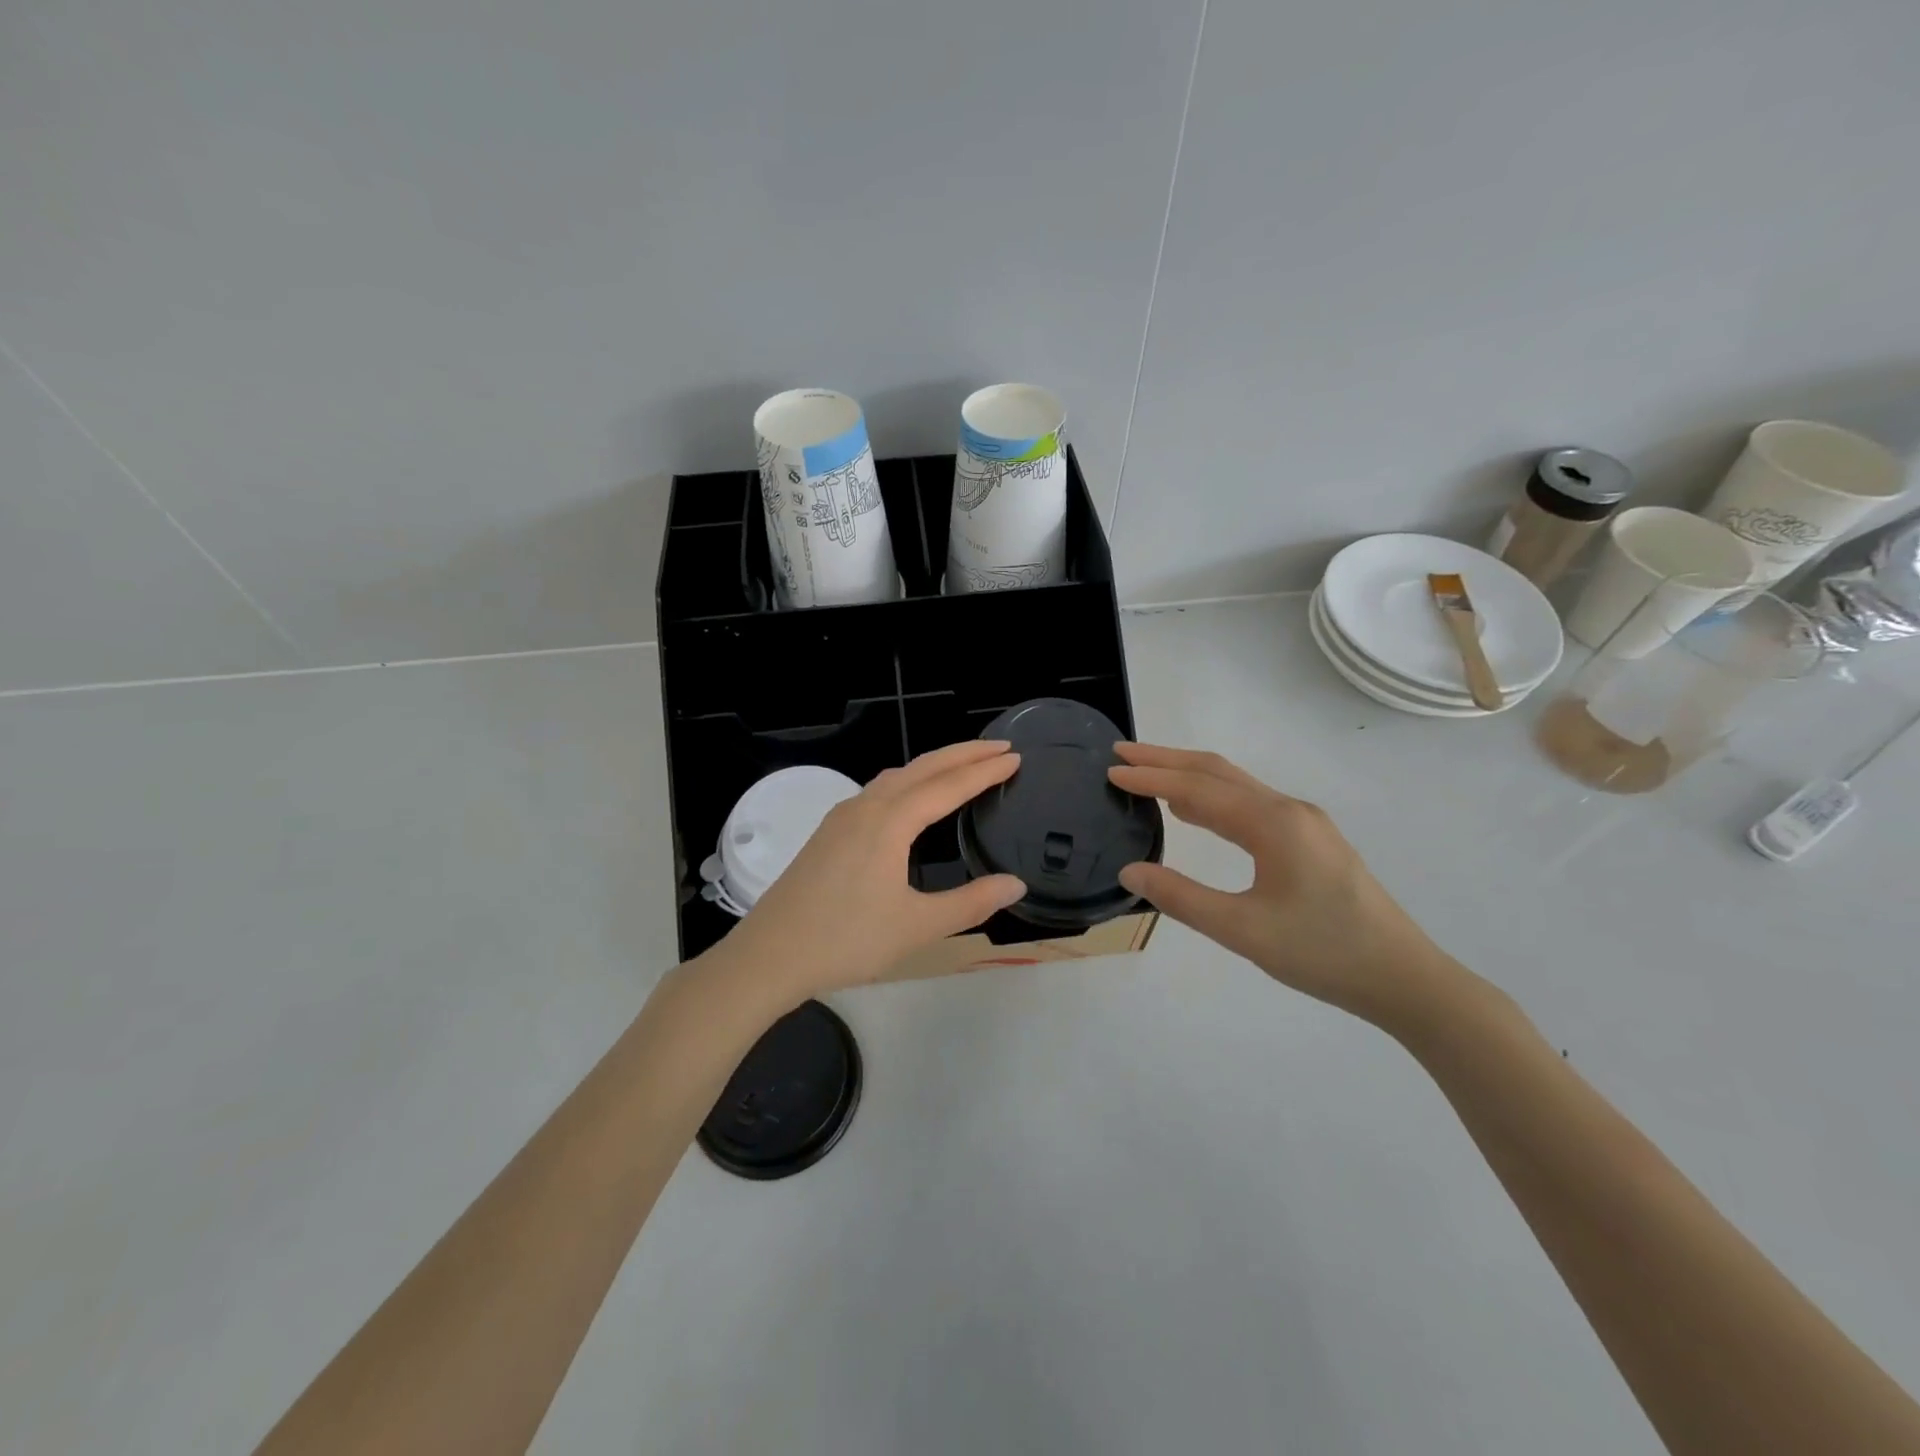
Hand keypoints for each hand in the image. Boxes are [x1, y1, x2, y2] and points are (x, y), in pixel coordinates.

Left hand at [711, 740, 1026, 1012]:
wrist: (770, 954)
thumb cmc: (846, 940)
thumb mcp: (917, 926)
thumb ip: (971, 903)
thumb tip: (1016, 884)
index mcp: (890, 821)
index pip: (948, 785)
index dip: (985, 771)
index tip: (1015, 757)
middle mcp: (866, 807)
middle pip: (922, 767)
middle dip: (963, 754)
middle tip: (999, 747)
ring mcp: (842, 817)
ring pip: (896, 776)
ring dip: (933, 765)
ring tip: (962, 766)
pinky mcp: (829, 832)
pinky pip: (878, 790)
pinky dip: (908, 781)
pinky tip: (910, 800)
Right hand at [1108, 743, 1457, 1026]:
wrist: (1404, 978)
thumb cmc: (1323, 953)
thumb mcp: (1243, 931)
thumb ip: (1182, 898)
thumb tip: (1130, 871)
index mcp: (1273, 823)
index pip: (1198, 789)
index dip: (1151, 778)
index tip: (1112, 770)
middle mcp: (1289, 810)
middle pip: (1217, 771)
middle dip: (1167, 759)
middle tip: (1122, 752)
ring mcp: (1304, 823)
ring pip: (1236, 785)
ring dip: (1189, 775)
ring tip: (1148, 775)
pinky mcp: (1311, 840)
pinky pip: (1251, 803)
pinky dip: (1213, 796)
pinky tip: (1196, 810)